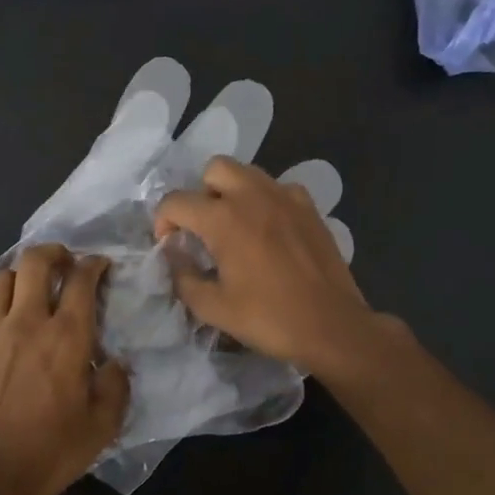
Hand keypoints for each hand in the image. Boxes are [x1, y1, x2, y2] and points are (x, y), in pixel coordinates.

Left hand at [0, 244, 131, 494]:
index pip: (82, 281)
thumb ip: (115, 387)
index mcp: (67, 337)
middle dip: (53, 252)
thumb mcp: (102, 426)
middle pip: (35, 263)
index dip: (93, 265)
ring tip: (28, 289)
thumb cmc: (51, 451)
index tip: (99, 265)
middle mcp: (27, 323)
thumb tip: (114, 363)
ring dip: (19, 277)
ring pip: (1, 280)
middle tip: (63, 262)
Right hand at [155, 158, 381, 378]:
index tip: (170, 244)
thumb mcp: (213, 308)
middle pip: (214, 168)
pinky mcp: (309, 207)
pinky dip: (265, 200)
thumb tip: (175, 258)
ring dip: (232, 191)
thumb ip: (184, 278)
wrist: (331, 325)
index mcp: (223, 219)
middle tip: (203, 227)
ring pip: (247, 173)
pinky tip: (269, 229)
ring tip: (234, 225)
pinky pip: (278, 188)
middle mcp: (252, 196)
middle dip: (200, 192)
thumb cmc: (268, 318)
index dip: (162, 221)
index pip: (176, 201)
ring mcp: (285, 197)